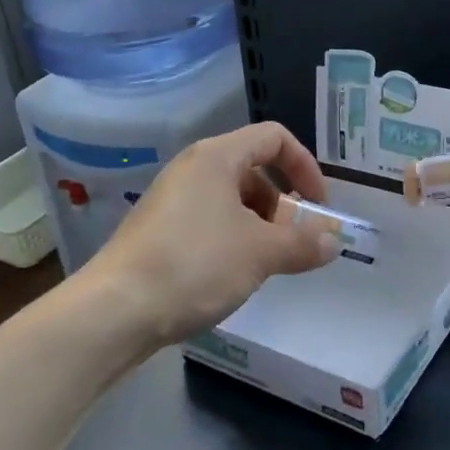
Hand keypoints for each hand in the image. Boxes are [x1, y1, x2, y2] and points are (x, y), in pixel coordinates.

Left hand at [82, 122, 338, 349]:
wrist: (115, 311)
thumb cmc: (195, 265)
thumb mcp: (261, 253)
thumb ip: (303, 243)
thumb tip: (334, 241)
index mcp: (216, 158)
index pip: (274, 138)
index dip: (305, 166)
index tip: (318, 207)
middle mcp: (192, 169)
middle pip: (253, 169)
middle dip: (284, 204)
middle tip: (295, 242)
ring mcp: (171, 200)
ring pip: (231, 200)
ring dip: (261, 226)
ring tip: (268, 264)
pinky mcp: (158, 231)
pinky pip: (209, 222)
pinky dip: (233, 239)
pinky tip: (234, 275)